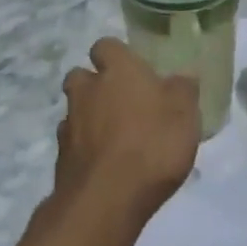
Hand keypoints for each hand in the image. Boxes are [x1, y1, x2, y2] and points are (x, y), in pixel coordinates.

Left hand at [56, 39, 198, 226]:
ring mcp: (70, 124)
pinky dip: (85, 148)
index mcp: (118, 71)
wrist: (106, 200)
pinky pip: (73, 143)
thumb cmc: (152, 145)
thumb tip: (183, 76)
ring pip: (74, 110)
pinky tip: (105, 164)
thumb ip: (183, 90)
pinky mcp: (61, 158)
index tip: (134, 70)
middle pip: (81, 75)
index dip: (118, 56)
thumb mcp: (185, 114)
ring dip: (89, 117)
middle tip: (121, 102)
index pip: (106, 45)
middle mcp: (87, 90)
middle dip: (95, 84)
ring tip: (115, 138)